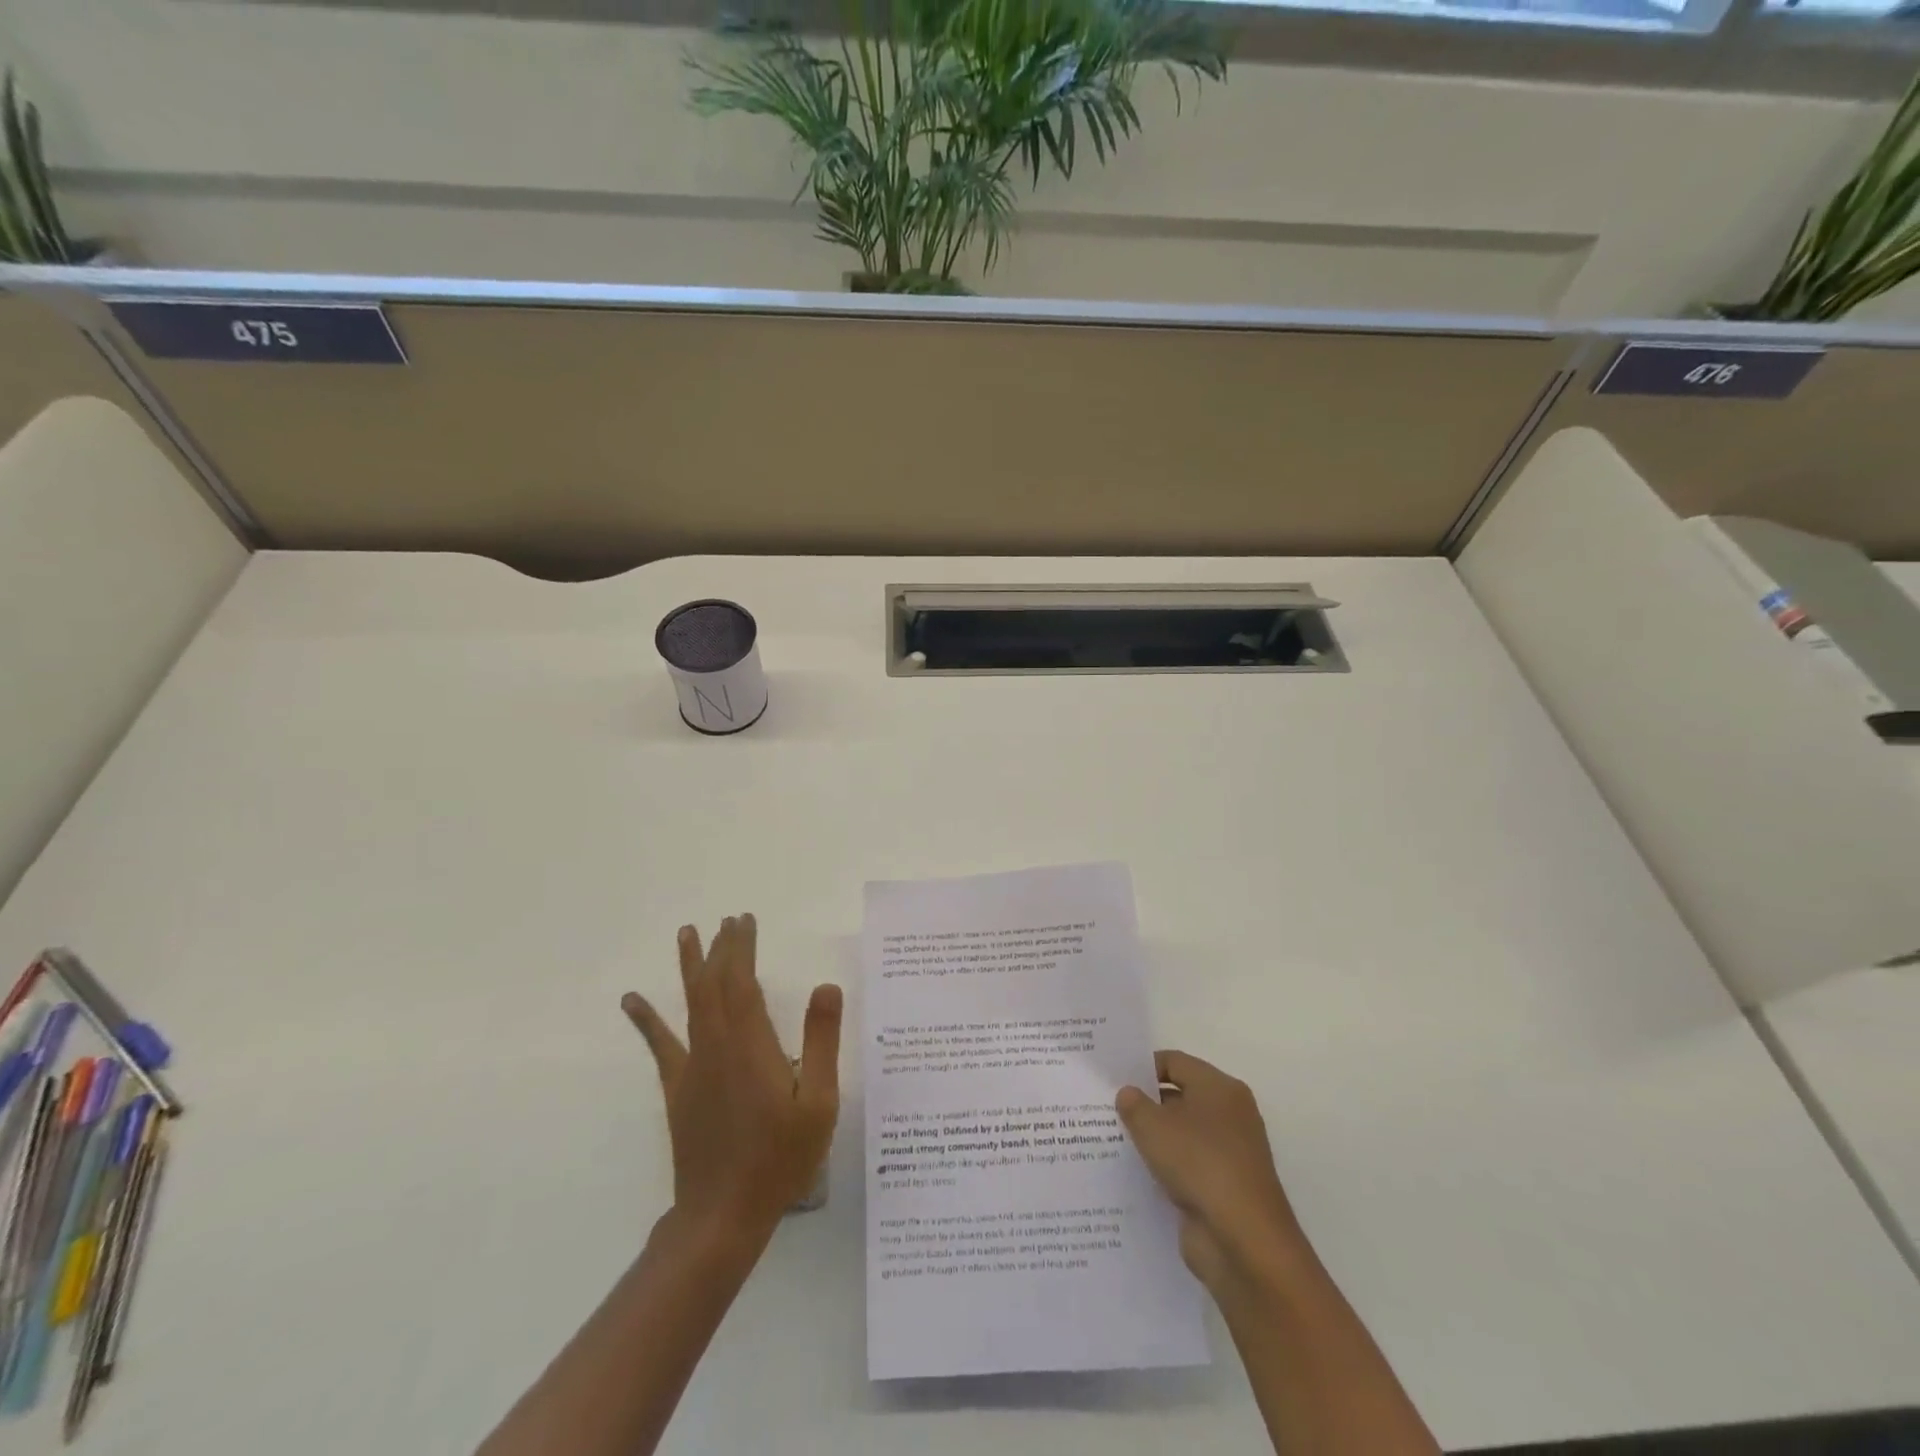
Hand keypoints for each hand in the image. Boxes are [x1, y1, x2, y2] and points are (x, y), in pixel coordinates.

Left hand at [622, 915, 842, 1245]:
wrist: (722, 1214)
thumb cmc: (780, 1158)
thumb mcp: (819, 1103)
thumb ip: (822, 1041)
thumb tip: (826, 986)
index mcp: (751, 1045)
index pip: (743, 981)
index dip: (743, 948)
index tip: (745, 920)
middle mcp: (717, 1045)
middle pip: (715, 984)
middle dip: (722, 948)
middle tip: (729, 919)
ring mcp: (693, 1067)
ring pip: (690, 1003)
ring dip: (690, 966)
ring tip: (687, 933)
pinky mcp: (678, 1089)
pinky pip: (661, 1045)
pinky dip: (646, 1019)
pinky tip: (632, 1000)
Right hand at [1117, 1050, 1310, 1293]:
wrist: (1243, 1241)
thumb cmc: (1199, 1163)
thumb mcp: (1153, 1126)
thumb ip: (1134, 1104)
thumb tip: (1128, 1094)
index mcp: (1220, 1088)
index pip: (1175, 1062)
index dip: (1142, 1067)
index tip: (1111, 1077)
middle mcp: (1229, 1116)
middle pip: (1179, 1098)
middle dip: (1145, 1103)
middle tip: (1105, 1107)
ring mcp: (1228, 1155)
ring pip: (1181, 1136)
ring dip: (1152, 1139)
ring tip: (1110, 1139)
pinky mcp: (1222, 1189)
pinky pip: (1185, 1168)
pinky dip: (1163, 1169)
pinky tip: (1133, 1174)